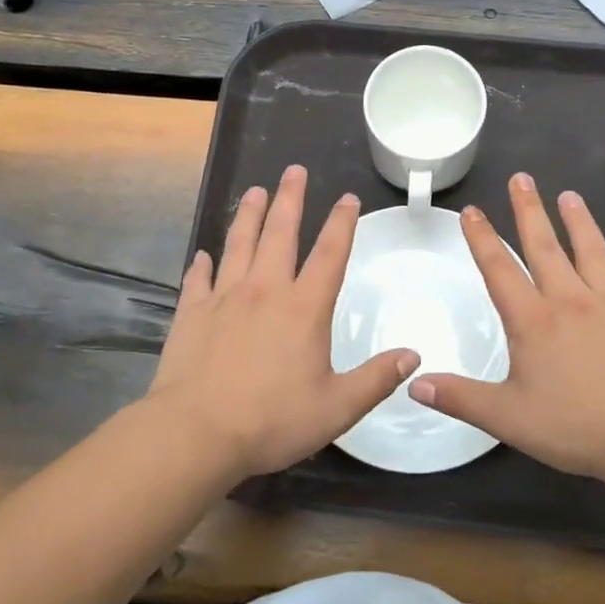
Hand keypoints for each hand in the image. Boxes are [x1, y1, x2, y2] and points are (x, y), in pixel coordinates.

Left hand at [147, 165, 414, 479]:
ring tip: (255, 191)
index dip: (342, 223)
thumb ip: (376, 379)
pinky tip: (203, 254)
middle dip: (290, 199)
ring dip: (249, 215)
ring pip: (239, 244)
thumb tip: (413, 355)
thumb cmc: (272, 420)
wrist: (196, 433)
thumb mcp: (337, 407)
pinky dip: (202, 264)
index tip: (348, 198)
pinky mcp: (191, 313)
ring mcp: (224, 298)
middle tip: (294, 170)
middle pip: (280, 233)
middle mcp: (265, 291)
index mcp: (304, 308)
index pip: (330, 254)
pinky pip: (198, 279)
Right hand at [411, 172, 604, 485]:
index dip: (482, 238)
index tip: (472, 210)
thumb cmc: (576, 425)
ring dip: (579, 222)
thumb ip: (461, 398)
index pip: (499, 269)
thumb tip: (415, 384)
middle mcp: (571, 300)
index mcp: (533, 320)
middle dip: (529, 210)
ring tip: (569, 196)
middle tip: (521, 178)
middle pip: (545, 246)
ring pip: (592, 252)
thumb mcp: (508, 418)